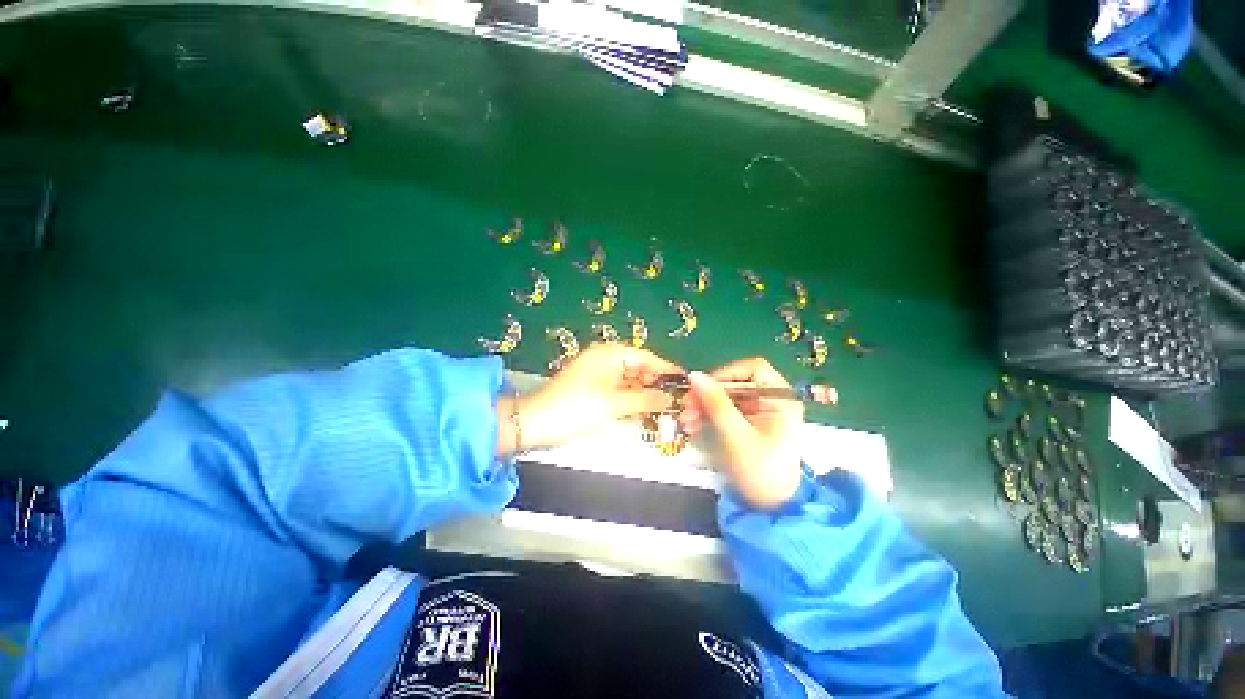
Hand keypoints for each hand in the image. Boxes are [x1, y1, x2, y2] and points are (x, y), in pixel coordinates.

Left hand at [497, 344, 681, 456]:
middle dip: (658, 385)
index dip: (666, 370)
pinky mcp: (595, 391)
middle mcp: (606, 361)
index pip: (646, 357)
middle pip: (640, 369)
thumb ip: (644, 399)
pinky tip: (647, 413)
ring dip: (647, 395)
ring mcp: (600, 376)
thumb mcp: (612, 404)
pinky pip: (621, 393)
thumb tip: (670, 399)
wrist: (534, 424)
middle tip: (679, 401)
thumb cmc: (574, 408)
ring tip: (668, 409)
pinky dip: (633, 402)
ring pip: (631, 383)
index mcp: (609, 355)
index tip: (686, 383)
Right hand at [678, 358, 803, 509]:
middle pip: (735, 383)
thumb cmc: (761, 472)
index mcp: (780, 398)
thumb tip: (694, 375)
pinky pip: (724, 411)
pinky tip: (692, 426)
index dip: (725, 374)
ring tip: (685, 421)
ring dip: (703, 406)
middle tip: (685, 407)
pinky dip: (708, 416)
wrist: (772, 509)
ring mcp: (759, 412)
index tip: (702, 387)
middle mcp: (771, 399)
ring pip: (726, 397)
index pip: (752, 369)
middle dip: (708, 394)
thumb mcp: (737, 436)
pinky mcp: (748, 424)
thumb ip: (716, 404)